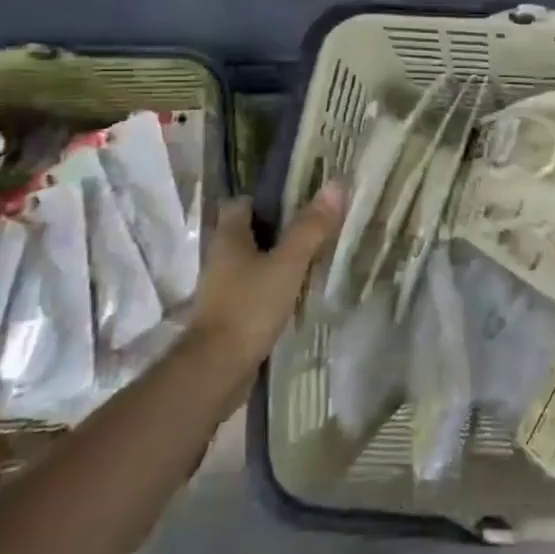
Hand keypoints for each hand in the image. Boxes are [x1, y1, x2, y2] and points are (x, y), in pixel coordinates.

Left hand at [189, 184, 346, 361]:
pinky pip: (256, 286)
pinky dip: (275, 283)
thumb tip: (336, 184)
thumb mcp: (288, 264)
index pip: (242, 203)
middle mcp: (221, 258)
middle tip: (317, 223)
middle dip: (280, 227)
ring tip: (316, 254)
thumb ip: (311, 228)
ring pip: (254, 260)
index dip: (268, 197)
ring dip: (279, 256)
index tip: (300, 196)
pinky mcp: (231, 312)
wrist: (217, 369)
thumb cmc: (250, 307)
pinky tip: (300, 289)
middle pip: (251, 231)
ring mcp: (224, 287)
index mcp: (229, 238)